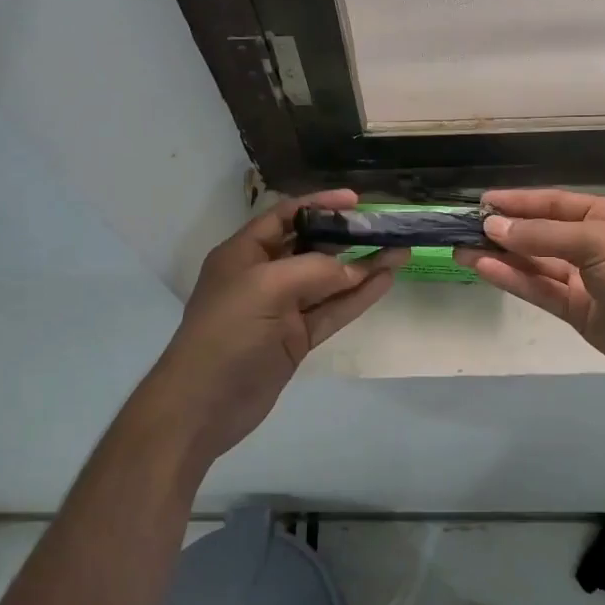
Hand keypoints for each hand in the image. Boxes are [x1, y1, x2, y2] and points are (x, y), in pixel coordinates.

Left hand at [140, 190, 403, 463]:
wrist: (203, 404)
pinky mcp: (296, 339)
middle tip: (385, 229)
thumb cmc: (227, 332)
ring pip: (328, 282)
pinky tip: (384, 281)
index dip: (319, 204)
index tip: (356, 200)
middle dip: (346, 237)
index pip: (284, 216)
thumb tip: (353, 270)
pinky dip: (357, 297)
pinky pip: (331, 311)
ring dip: (362, 268)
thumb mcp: (267, 286)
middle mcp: (263, 276)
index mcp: (244, 253)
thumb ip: (314, 270)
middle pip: (310, 247)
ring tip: (400, 253)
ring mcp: (281, 310)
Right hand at [456, 188, 604, 389]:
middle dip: (504, 230)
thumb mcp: (595, 242)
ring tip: (459, 248)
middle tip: (462, 228)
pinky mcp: (577, 311)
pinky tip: (482, 269)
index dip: (518, 202)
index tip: (482, 202)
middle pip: (540, 233)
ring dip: (500, 256)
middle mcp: (592, 244)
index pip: (553, 203)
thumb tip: (493, 227)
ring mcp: (584, 279)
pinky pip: (539, 289)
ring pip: (534, 263)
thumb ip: (542, 236)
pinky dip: (512, 279)